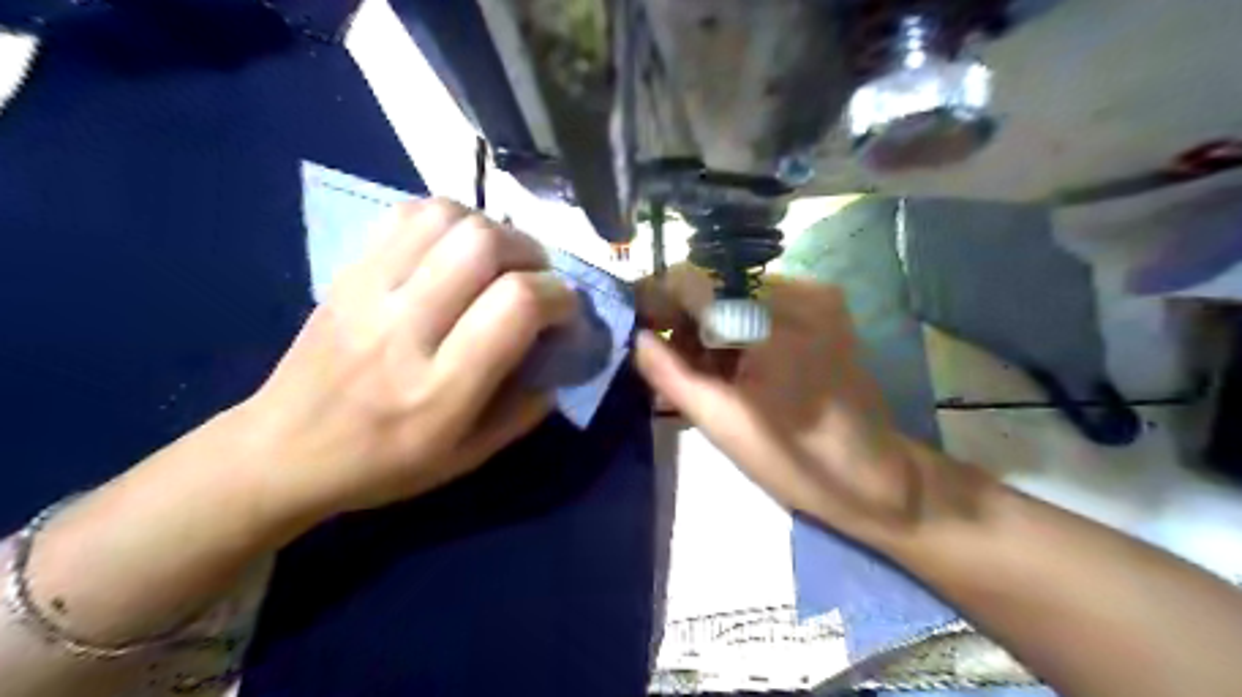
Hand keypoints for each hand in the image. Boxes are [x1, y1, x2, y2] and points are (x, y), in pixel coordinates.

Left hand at [237, 202, 577, 527]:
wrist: (283, 450)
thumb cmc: (385, 464)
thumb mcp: (469, 457)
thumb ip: (525, 408)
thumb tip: (561, 356)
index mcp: (441, 389)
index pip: (516, 304)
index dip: (557, 295)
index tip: (565, 309)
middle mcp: (405, 330)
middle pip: (484, 245)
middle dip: (531, 253)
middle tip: (537, 278)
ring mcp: (369, 292)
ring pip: (447, 218)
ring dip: (492, 229)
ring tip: (501, 260)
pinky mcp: (349, 271)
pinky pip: (408, 214)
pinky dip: (450, 219)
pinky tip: (457, 249)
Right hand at [641, 266, 932, 542]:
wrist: (875, 478)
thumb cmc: (797, 461)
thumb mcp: (723, 424)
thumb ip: (671, 375)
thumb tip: (634, 336)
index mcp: (775, 319)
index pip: (693, 281)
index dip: (655, 300)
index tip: (634, 328)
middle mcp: (798, 290)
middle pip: (714, 284)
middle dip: (681, 318)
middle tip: (663, 359)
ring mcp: (815, 297)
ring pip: (734, 294)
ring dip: (706, 326)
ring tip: (696, 369)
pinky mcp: (823, 310)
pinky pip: (760, 305)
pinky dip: (735, 329)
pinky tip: (730, 365)